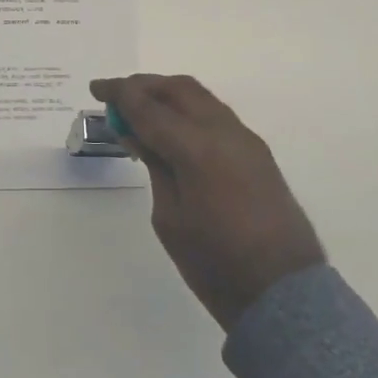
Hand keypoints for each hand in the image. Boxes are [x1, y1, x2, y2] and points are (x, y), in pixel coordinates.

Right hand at [89, 74, 323, 329]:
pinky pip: (216, 116)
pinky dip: (188, 112)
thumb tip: (139, 134)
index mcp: (197, 148)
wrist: (282, 292)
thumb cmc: (214, 262)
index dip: (119, 94)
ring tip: (140, 110)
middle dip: (144, 86)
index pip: (149, 107)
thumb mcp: (169, 217)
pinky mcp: (257, 153)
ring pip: (201, 98)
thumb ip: (155, 166)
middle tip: (116, 95)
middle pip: (179, 89)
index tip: (95, 88)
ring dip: (168, 96)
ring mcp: (246, 140)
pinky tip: (172, 131)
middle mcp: (224, 132)